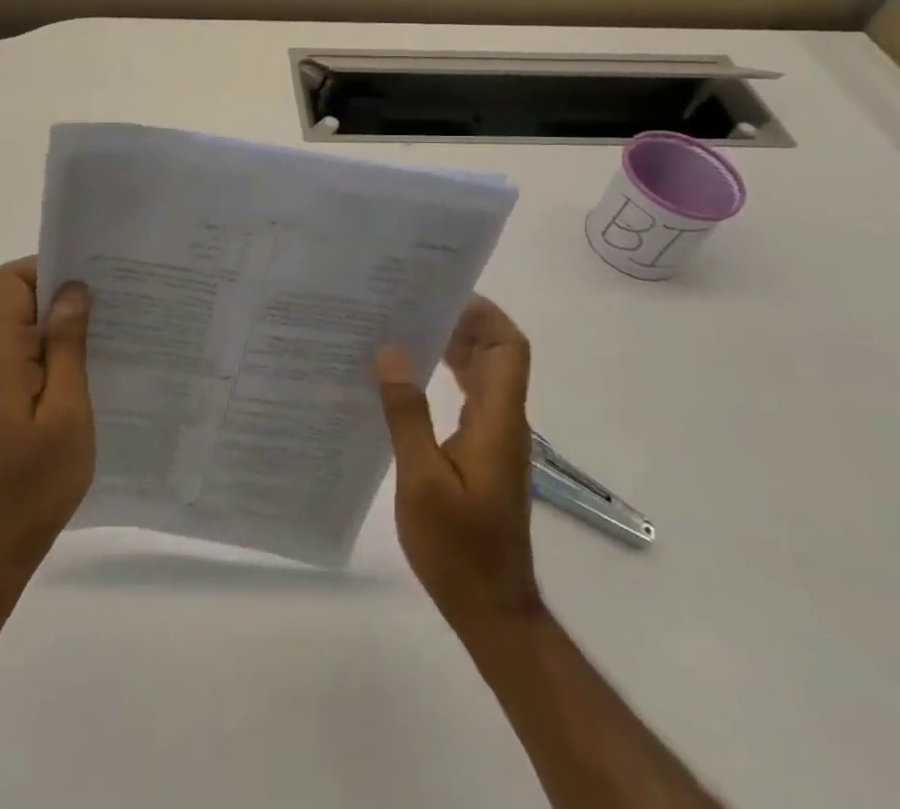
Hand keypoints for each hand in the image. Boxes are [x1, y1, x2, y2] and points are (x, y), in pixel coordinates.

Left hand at [0, 257, 94, 573]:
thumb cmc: (36, 480)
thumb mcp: (66, 410)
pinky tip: (91, 369)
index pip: (11, 281)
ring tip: (111, 334)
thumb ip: (66, 345)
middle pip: (19, 300)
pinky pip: (27, 356)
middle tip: (115, 303)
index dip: (48, 268)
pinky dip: (56, 352)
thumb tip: (72, 289)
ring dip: (63, 326)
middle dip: (64, 294)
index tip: (91, 278)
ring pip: (26, 328)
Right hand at [376, 297, 540, 624]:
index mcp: (497, 420)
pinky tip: (408, 376)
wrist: (491, 607)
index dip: (485, 313)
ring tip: (403, 326)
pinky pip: (469, 396)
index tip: (442, 291)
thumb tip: (391, 351)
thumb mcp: (421, 479)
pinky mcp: (482, 453)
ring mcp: (494, 438)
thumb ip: (407, 413)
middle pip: (497, 353)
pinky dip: (445, 374)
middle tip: (411, 301)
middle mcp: (503, 421)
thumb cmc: (457, 546)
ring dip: (452, 345)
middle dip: (462, 320)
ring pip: (483, 373)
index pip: (509, 348)